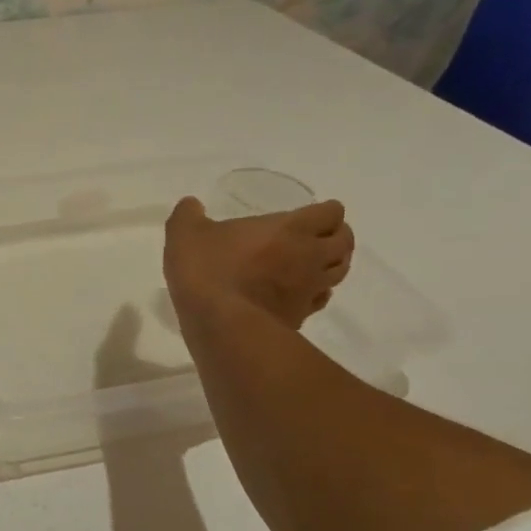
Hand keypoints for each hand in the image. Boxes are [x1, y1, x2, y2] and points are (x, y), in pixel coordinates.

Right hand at [163, 197, 354, 331]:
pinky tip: (300, 293)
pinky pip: (321, 299)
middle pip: (345, 241)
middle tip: (316, 236)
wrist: (221, 325)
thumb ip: (188, 215)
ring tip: (314, 262)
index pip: (330, 213)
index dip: (325, 211)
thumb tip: (191, 204)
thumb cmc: (208, 270)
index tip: (309, 213)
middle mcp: (310, 255)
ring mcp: (309, 289)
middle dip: (336, 235)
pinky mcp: (301, 316)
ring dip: (333, 264)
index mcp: (290, 228)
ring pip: (340, 271)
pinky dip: (317, 292)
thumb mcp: (185, 233)